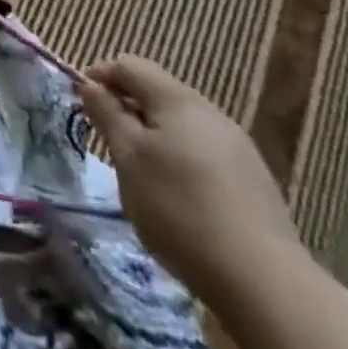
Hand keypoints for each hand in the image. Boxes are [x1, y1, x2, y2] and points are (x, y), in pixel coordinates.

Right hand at [78, 56, 300, 307]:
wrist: (264, 283)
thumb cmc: (178, 208)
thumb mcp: (127, 158)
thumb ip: (106, 114)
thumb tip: (91, 85)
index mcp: (177, 99)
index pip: (129, 65)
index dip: (100, 76)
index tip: (83, 105)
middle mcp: (211, 113)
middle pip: (157, 92)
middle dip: (127, 108)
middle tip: (109, 141)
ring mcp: (238, 148)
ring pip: (182, 124)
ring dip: (154, 136)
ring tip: (141, 172)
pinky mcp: (254, 181)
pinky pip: (204, 152)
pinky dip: (181, 160)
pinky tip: (180, 197)